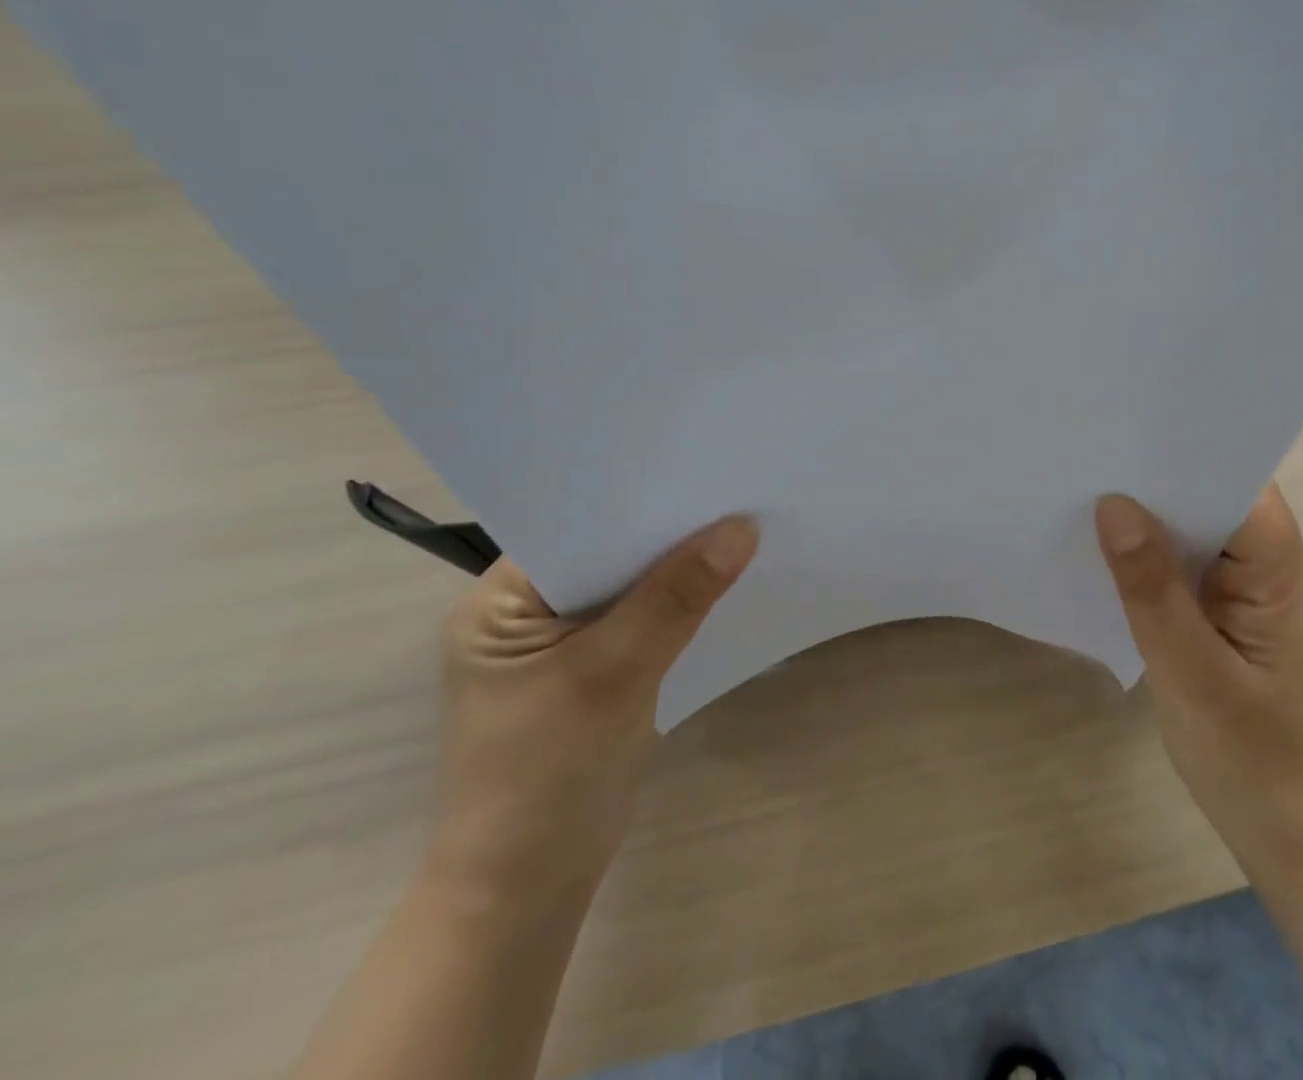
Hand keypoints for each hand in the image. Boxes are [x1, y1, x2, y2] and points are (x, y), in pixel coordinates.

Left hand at [422, 515, 759, 909]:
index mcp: (498, 601)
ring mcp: (561, 643)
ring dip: (678, 567)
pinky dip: (679, 604)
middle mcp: (526, 611)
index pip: (574, 525)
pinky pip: (643, 617)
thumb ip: (676, 598)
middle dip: (666, 531)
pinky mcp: (595, 669)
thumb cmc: (545, 778)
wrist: (528, 892)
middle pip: (607, 552)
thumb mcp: (611, 675)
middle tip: (733, 489)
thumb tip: (742, 526)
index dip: (636, 499)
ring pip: (631, 584)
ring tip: (741, 523)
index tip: (700, 470)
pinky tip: (724, 582)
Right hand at [1094, 486, 1302, 884]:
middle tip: (1094, 459)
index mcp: (1285, 579)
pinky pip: (1193, 569)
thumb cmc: (1251, 761)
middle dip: (1162, 482)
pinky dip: (1156, 557)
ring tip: (1091, 492)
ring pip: (1204, 535)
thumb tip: (1113, 505)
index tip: (1128, 437)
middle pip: (1222, 504)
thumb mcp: (1192, 675)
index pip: (1244, 492)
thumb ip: (1151, 590)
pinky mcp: (1233, 620)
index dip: (1190, 458)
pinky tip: (1114, 553)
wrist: (1293, 841)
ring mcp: (1256, 598)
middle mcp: (1277, 575)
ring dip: (1156, 519)